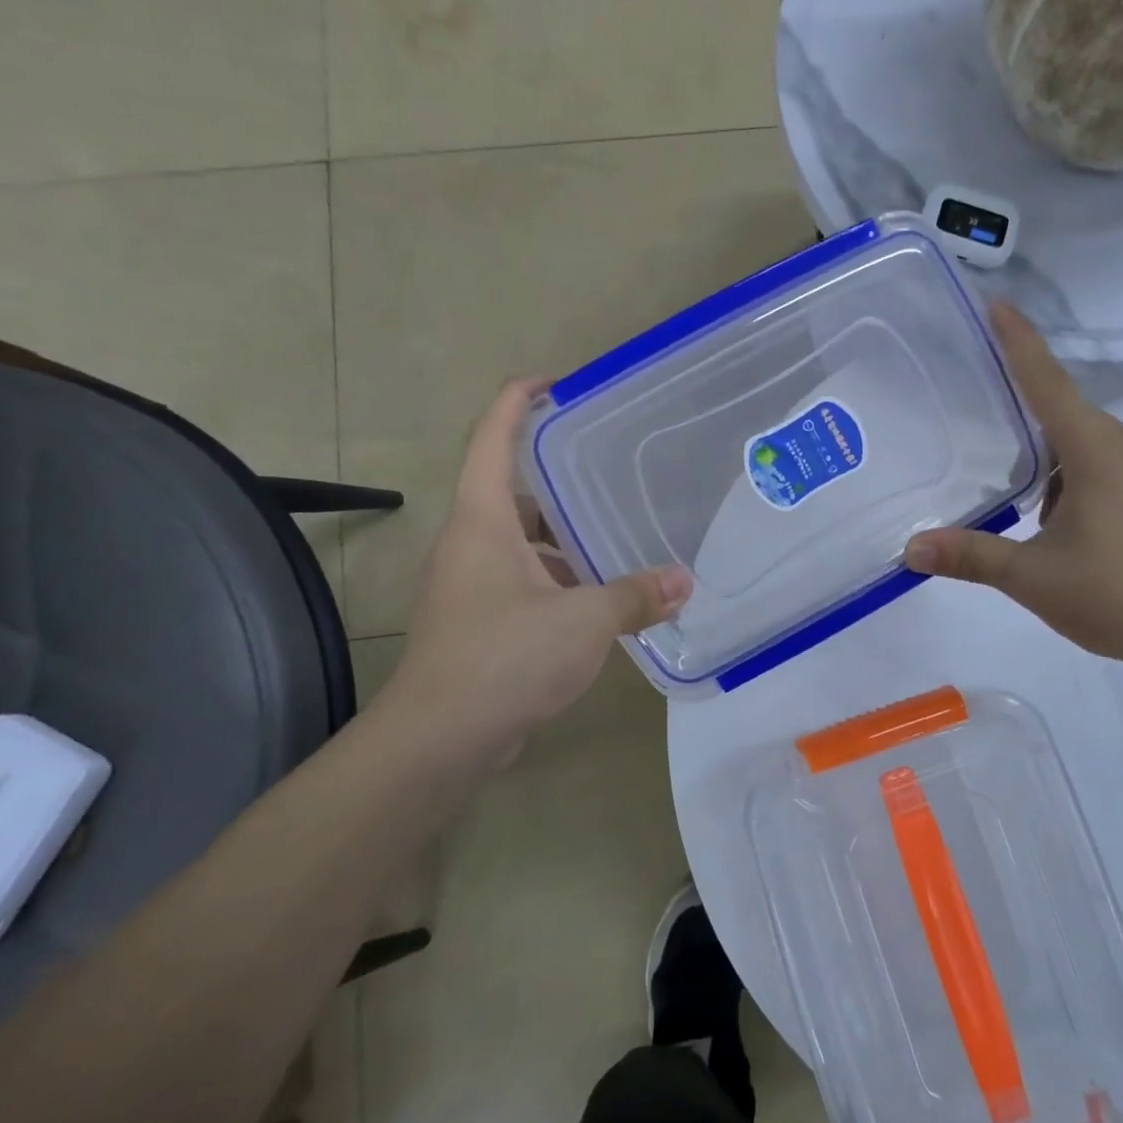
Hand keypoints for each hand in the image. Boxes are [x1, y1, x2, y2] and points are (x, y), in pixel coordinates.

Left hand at [372, 378, 692, 768]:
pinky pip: (526, 580)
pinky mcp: (481, 621)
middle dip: (559, 476)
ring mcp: (473, 584)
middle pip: (514, 489)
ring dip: (565, 537)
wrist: (440, 739)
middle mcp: (472, 542)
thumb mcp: (582, 620)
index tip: (559, 382)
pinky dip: (561, 579)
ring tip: (620, 535)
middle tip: (614, 468)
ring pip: (524, 541)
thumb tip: (683, 581)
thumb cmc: (505, 658)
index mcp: (484, 520)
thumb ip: (635, 595)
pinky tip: (602, 598)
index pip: (494, 437)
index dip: (519, 399)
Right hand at [903, 303, 1122, 671]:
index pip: (1046, 382)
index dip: (1018, 342)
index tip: (995, 304)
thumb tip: (911, 548)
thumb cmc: (1118, 594)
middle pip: (1064, 411)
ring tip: (1007, 484)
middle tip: (977, 406)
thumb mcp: (1033, 577)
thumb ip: (971, 556)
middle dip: (1022, 405)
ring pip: (1084, 445)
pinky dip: (1070, 477)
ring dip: (1046, 455)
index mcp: (1094, 451)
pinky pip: (1103, 468)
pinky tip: (1052, 520)